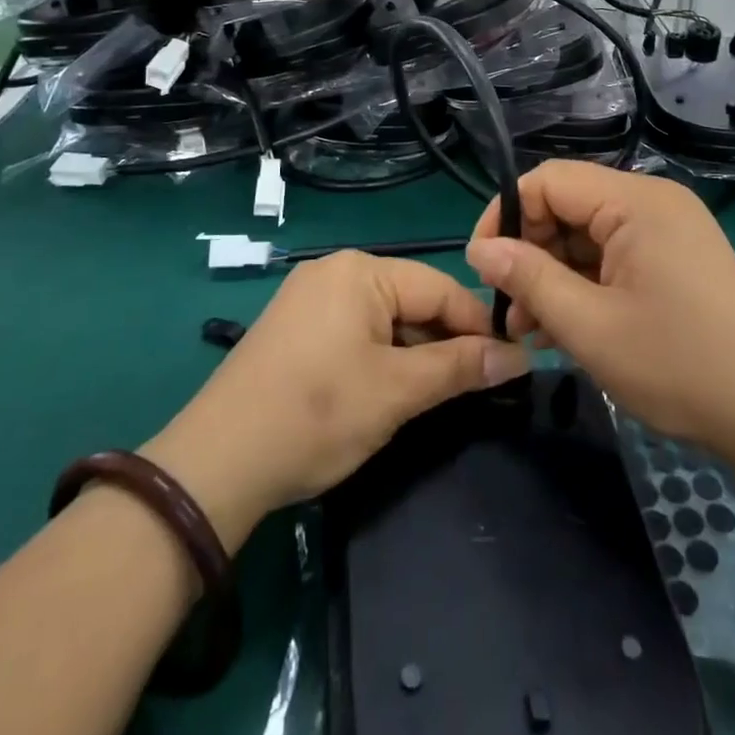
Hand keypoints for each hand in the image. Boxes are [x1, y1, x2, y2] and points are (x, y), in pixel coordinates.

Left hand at [144, 253, 526, 546]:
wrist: (215, 463)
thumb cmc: (316, 415)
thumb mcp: (397, 392)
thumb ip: (460, 367)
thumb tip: (519, 355)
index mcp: (361, 271)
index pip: (440, 287)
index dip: (478, 325)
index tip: (508, 363)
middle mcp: (335, 270)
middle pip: (412, 300)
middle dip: (443, 341)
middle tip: (471, 387)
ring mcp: (310, 296)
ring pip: (385, 317)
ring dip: (413, 352)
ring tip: (431, 395)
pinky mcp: (294, 326)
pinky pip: (355, 329)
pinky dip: (380, 356)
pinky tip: (385, 390)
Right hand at [466, 163, 734, 462]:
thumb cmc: (678, 365)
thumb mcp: (589, 326)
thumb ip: (528, 279)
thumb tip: (479, 250)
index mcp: (635, 201)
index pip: (548, 181)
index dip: (506, 216)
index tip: (483, 267)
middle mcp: (652, 202)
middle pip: (568, 206)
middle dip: (530, 253)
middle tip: (511, 311)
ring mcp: (668, 230)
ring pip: (588, 235)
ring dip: (554, 275)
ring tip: (533, 331)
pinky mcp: (677, 258)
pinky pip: (614, 255)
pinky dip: (586, 284)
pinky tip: (567, 329)